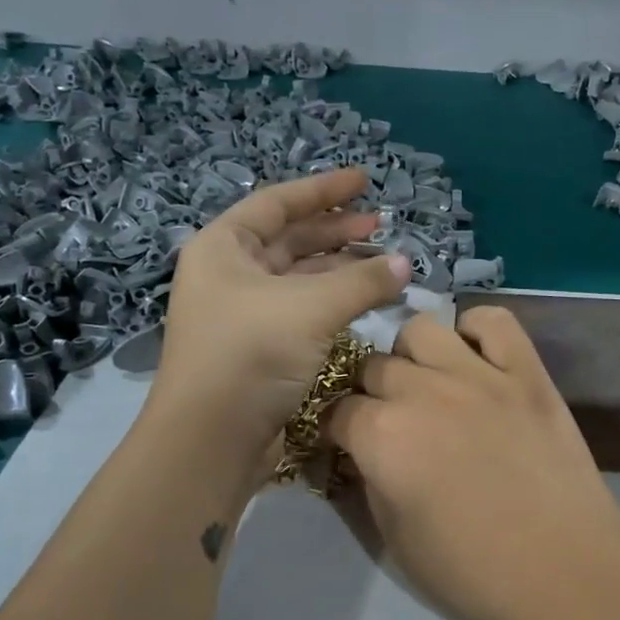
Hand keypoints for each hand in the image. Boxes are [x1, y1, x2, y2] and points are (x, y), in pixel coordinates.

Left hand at [153, 168, 410, 453]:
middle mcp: (229, 275)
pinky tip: (365, 302)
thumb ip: (363, 281)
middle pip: (290, 240)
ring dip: (340, 270)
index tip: (366, 180)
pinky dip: (334, 303)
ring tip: (385, 265)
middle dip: (336, 231)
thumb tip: (407, 264)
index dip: (324, 189)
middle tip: (381, 224)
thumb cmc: (252, 353)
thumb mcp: (312, 307)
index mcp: (224, 247)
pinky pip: (303, 311)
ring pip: (300, 279)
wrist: (212, 439)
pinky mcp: (260, 349)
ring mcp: (243, 314)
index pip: (278, 203)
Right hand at [326, 306, 619, 619]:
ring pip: (422, 330)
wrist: (566, 572)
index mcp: (382, 437)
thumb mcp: (396, 540)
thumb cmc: (474, 572)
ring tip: (428, 385)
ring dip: (413, 355)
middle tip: (390, 421)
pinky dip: (477, 331)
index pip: (336, 411)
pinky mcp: (527, 373)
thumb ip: (370, 483)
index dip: (337, 430)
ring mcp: (479, 375)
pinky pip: (494, 321)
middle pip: (373, 366)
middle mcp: (422, 391)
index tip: (348, 445)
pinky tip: (476, 359)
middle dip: (370, 392)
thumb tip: (363, 455)